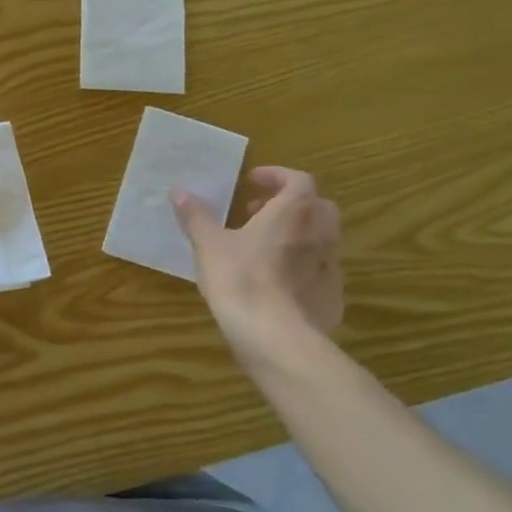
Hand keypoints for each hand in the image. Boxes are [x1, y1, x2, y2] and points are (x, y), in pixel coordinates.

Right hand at [171, 167, 342, 360]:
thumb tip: (178, 190)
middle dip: (290, 205)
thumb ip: (196, 216)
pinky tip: (278, 283)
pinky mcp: (332, 296)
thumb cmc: (240, 279)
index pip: (298, 179)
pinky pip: (321, 272)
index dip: (276, 176)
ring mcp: (332, 266)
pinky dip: (303, 268)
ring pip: (321, 239)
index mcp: (294, 212)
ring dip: (298, 235)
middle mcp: (320, 233)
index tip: (251, 181)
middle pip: (317, 206)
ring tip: (265, 248)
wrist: (274, 335)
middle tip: (258, 213)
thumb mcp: (209, 245)